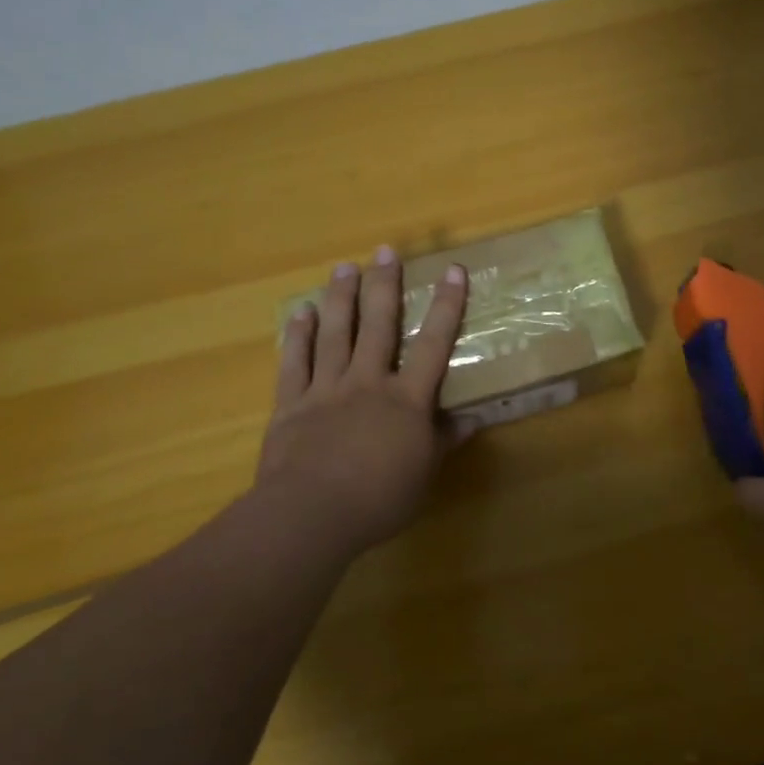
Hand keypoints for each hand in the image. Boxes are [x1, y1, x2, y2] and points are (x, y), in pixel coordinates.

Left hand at [247, 247, 468, 557]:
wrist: (311, 514)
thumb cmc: (379, 497)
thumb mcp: (424, 473)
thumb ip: (445, 441)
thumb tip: (472, 420)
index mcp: (407, 399)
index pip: (433, 344)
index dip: (446, 306)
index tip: (453, 270)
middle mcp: (368, 382)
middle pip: (378, 325)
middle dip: (384, 286)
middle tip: (386, 251)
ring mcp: (326, 389)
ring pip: (335, 334)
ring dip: (341, 298)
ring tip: (344, 267)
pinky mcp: (291, 404)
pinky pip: (295, 363)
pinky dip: (298, 336)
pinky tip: (302, 313)